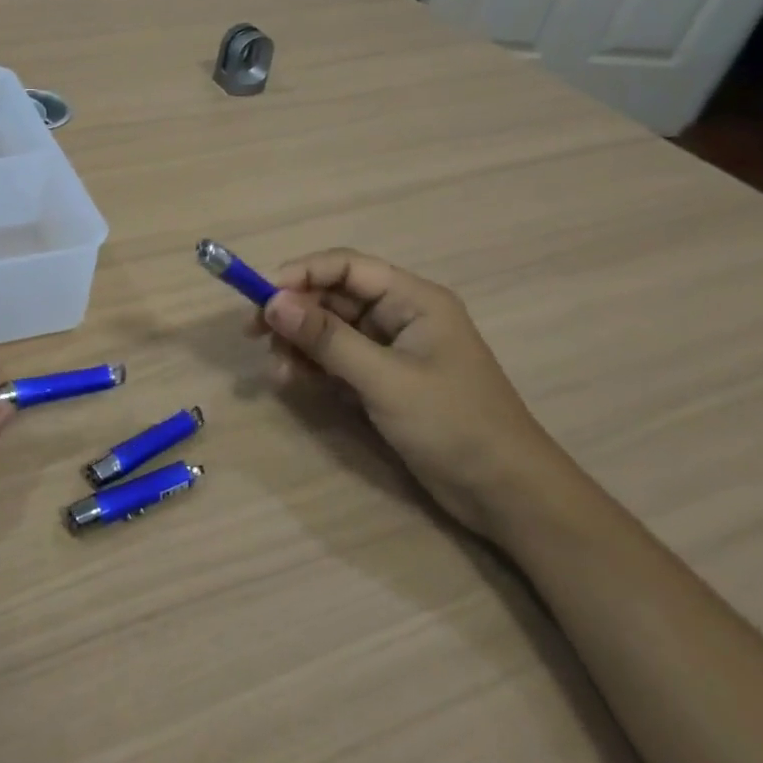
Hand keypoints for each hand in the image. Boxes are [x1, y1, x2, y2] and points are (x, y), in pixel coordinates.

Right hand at [246, 249, 563, 537]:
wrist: (507, 496)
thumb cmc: (454, 424)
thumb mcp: (384, 379)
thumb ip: (327, 338)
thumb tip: (272, 303)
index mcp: (413, 300)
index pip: (345, 266)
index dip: (300, 274)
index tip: (261, 297)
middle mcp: (399, 315)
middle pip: (332, 296)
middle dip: (293, 313)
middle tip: (255, 335)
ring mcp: (390, 349)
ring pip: (328, 329)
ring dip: (298, 344)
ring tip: (279, 371)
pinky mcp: (382, 379)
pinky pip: (336, 358)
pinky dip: (312, 366)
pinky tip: (294, 382)